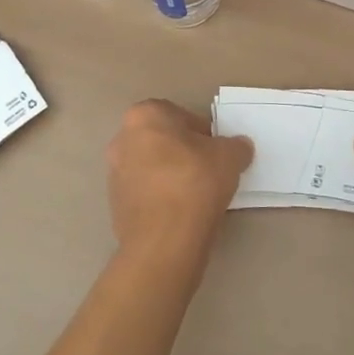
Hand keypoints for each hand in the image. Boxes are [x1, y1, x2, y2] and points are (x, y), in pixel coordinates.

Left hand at [106, 100, 253, 268]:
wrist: (163, 240)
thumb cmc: (194, 182)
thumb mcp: (229, 157)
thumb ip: (236, 146)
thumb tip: (239, 147)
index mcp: (144, 115)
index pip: (179, 115)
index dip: (202, 133)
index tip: (216, 152)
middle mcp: (122, 138)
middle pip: (161, 140)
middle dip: (183, 152)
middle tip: (208, 171)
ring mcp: (114, 173)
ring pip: (150, 167)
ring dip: (170, 175)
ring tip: (196, 196)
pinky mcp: (114, 204)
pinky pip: (144, 193)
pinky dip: (160, 198)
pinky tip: (179, 213)